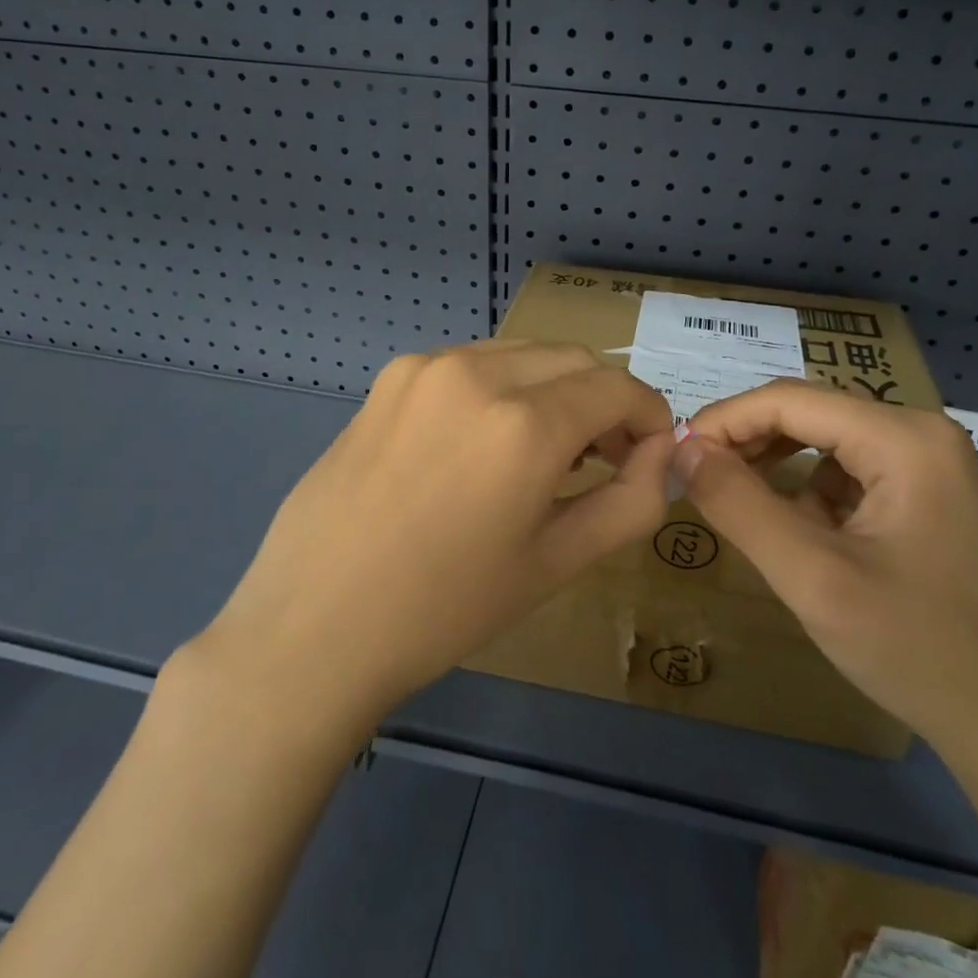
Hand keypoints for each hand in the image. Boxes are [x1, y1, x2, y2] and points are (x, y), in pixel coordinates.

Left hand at [200, 341, 674, 726]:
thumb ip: (628, 501)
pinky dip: (502, 387)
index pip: (618, 387)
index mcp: (524, 423)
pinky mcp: (392, 376)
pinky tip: (481, 444)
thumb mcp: (555, 563)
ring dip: (553, 389)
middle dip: (604, 400)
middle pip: (574, 359)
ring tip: (542, 452)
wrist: (315, 623)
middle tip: (602, 457)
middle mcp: (477, 372)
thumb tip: (661, 454)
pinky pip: (473, 363)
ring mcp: (427, 366)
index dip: (649, 415)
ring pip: (523, 354)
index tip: (648, 452)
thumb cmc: (444, 609)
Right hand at [675, 382, 977, 761]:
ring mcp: (929, 465)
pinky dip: (809, 495)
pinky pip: (848, 474)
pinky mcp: (927, 496)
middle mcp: (920, 434)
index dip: (724, 420)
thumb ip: (739, 504)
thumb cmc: (918, 651)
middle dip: (747, 443)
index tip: (676, 456)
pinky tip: (800, 537)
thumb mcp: (813, 577)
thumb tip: (682, 447)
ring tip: (741, 510)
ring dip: (775, 469)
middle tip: (697, 482)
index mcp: (904, 438)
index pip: (789, 400)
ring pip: (824, 443)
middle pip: (809, 414)